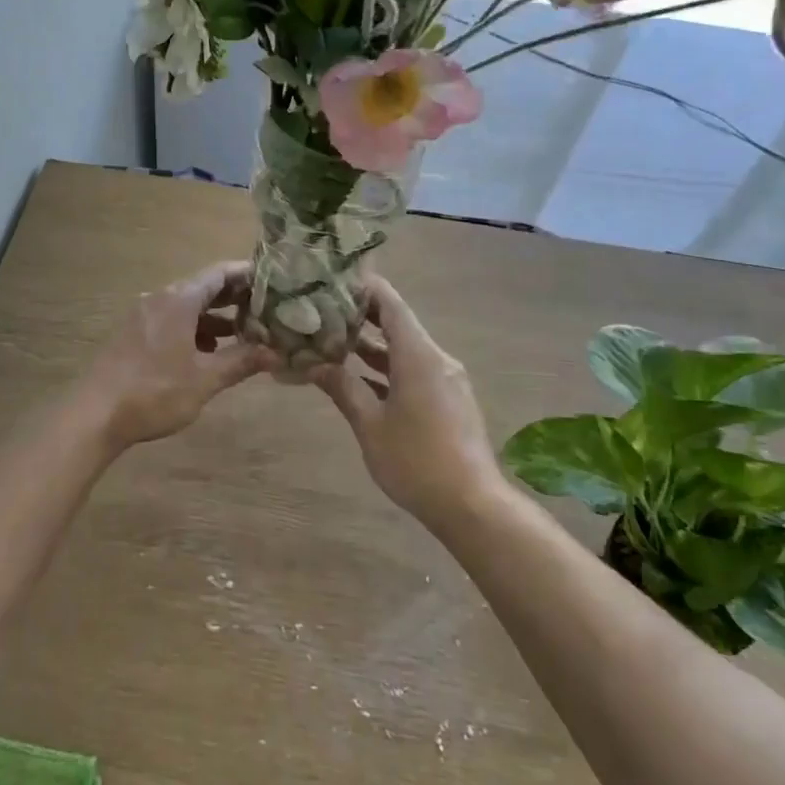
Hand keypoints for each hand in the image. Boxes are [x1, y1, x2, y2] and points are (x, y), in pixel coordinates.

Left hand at [75, 261, 276, 450]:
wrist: (94, 415)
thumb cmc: (154, 392)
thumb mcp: (204, 379)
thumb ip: (241, 362)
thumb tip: (276, 353)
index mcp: (179, 300)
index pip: (220, 273)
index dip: (248, 275)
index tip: (274, 281)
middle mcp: (160, 299)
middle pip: (203, 287)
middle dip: (234, 298)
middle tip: (265, 308)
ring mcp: (143, 316)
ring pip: (186, 306)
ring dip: (214, 317)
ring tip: (242, 334)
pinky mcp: (132, 334)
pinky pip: (170, 321)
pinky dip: (193, 329)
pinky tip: (206, 354)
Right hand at [312, 276, 505, 530]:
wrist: (472, 506)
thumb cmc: (416, 461)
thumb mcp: (370, 425)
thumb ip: (342, 388)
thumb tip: (312, 363)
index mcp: (418, 355)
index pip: (390, 303)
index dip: (363, 287)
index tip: (332, 278)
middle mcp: (435, 358)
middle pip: (397, 322)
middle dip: (360, 315)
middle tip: (322, 308)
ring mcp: (444, 379)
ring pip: (403, 348)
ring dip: (371, 343)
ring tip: (331, 338)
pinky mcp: (447, 399)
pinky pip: (413, 370)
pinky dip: (386, 367)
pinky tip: (357, 375)